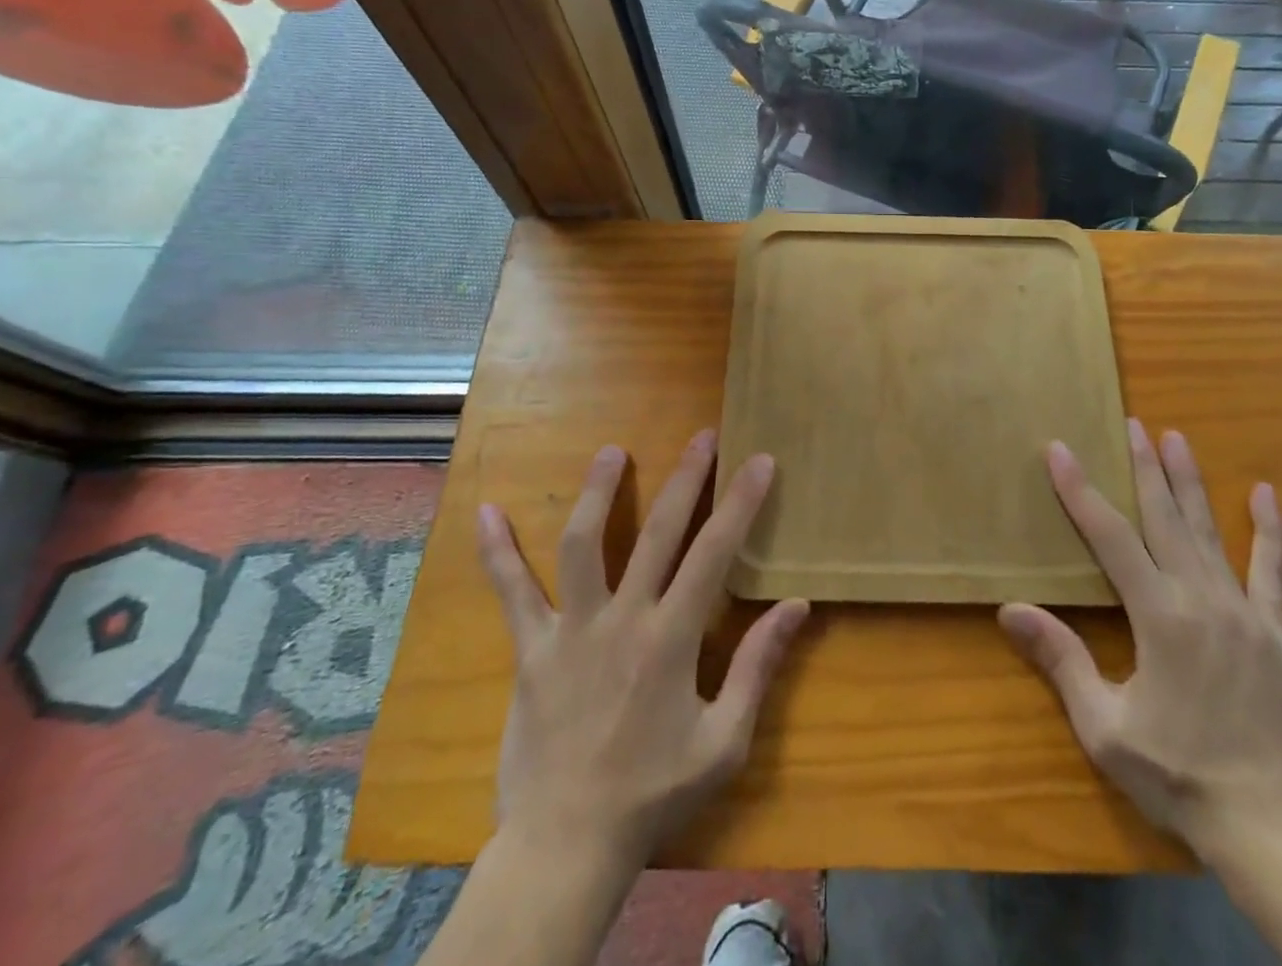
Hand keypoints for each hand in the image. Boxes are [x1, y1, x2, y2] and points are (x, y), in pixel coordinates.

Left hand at [476, 431, 809, 870]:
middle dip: (686, 478)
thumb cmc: (654, 794)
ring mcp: (572, 630)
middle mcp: (623, 619)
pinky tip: (485, 512)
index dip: (741, 503)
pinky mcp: (532, 649)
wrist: (566, 846)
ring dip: (599, 492)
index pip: (715, 553)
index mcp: (672, 639)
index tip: (759, 460)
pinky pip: (511, 593)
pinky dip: (497, 552)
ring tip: (612, 451)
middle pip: (658, 532)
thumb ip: (758, 666)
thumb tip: (796, 605)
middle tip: (703, 436)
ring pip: (583, 545)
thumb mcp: (724, 741)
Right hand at [998, 420, 1281, 863]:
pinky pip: (1273, 572)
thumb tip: (1010, 609)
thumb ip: (1062, 660)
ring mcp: (1244, 613)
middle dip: (1143, 467)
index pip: (1111, 537)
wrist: (1269, 829)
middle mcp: (1202, 599)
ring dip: (1190, 482)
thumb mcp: (1105, 727)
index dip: (1081, 491)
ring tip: (1176, 438)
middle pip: (1164, 518)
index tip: (1061, 451)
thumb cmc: (1177, 776)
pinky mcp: (1276, 634)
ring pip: (1210, 533)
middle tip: (1131, 423)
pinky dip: (1270, 532)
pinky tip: (1264, 495)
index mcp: (1159, 617)